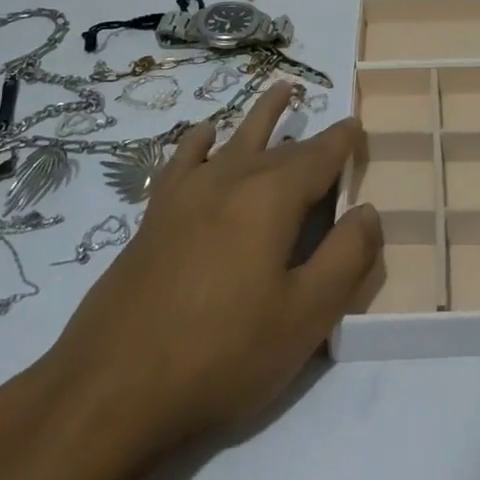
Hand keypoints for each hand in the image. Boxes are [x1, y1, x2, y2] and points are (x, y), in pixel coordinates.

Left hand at [35, 86, 380, 466]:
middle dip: (311, 136)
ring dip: (261, 115)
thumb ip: (347, 258)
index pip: (320, 155)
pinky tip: (204, 135)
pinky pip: (183, 160)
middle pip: (282, 148)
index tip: (359, 127)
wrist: (111, 389)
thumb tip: (368, 211)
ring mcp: (187, 194)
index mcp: (271, 197)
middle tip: (331, 121)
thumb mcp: (305, 318)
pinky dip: (199, 141)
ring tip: (280, 89)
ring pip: (234, 138)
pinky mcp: (155, 216)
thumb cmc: (221, 354)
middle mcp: (230, 179)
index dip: (344, 141)